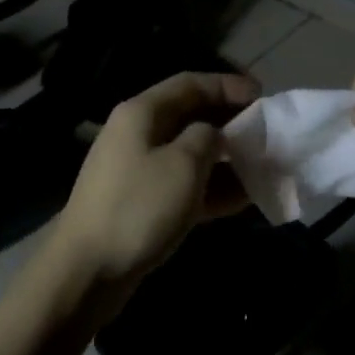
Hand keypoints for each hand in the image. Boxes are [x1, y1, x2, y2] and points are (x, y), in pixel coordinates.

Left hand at [52, 70, 258, 314]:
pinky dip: (211, 188)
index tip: (264, 96)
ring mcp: (136, 169)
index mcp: (142, 112)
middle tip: (266, 134)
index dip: (228, 85)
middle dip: (230, 123)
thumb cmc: (139, 208)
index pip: (190, 83)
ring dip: (225, 159)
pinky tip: (244, 199)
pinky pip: (182, 184)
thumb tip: (213, 135)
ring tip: (263, 167)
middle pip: (190, 116)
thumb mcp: (184, 164)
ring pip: (189, 153)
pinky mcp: (140, 202)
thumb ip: (207, 137)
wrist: (88, 270)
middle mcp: (136, 133)